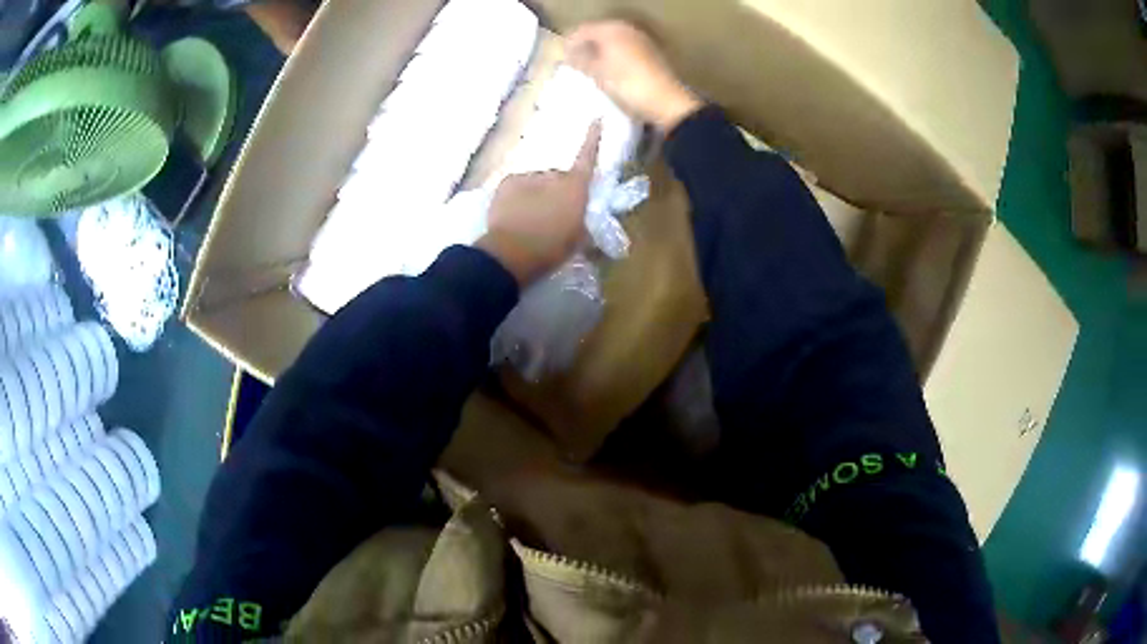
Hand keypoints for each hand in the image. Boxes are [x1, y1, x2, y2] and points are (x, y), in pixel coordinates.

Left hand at [476, 123, 600, 286]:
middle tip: (551, 217)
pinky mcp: (507, 182)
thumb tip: (582, 222)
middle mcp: (553, 175)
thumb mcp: (578, 240)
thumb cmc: (552, 249)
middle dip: (556, 191)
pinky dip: (517, 197)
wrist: (512, 252)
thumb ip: (582, 223)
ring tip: (529, 220)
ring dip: (535, 195)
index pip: (587, 158)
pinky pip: (517, 187)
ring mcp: (528, 176)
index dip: (593, 139)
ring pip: (535, 183)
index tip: (596, 119)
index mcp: (575, 187)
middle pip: (557, 178)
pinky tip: (514, 216)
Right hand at [566, 20, 702, 133]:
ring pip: (612, 41)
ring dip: (599, 52)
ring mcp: (641, 40)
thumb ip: (580, 60)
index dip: (569, 44)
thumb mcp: (598, 73)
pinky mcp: (651, 54)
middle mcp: (627, 29)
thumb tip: (569, 55)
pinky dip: (613, 57)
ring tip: (589, 70)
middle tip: (573, 64)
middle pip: (598, 33)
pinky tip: (609, 72)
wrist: (667, 102)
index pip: (581, 31)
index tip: (561, 59)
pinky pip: (624, 50)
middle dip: (584, 47)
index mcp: (611, 29)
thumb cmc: (628, 84)